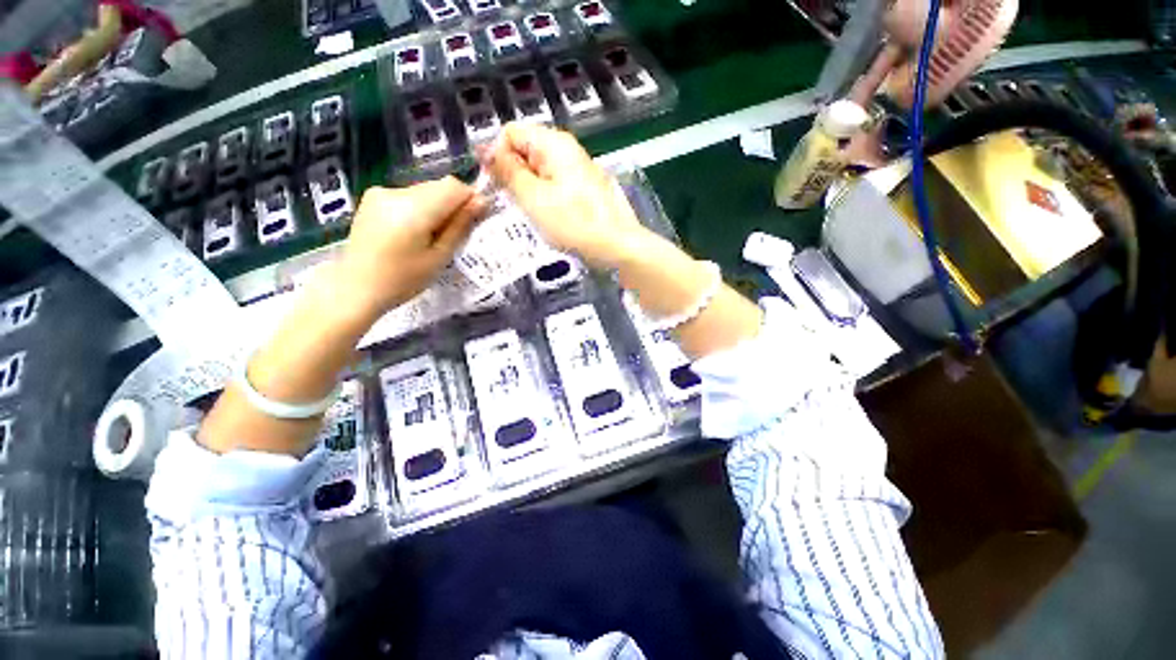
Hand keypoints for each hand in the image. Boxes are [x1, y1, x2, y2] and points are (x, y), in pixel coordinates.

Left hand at [335, 177, 485, 318]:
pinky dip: (420, 209)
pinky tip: (412, 232)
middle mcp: (395, 192)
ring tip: (429, 237)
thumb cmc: (403, 280)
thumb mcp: (440, 257)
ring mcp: (381, 192)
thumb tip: (482, 201)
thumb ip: (460, 226)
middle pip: (439, 187)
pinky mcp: (373, 197)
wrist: (355, 287)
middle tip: (451, 236)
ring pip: (425, 191)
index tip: (474, 220)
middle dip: (452, 206)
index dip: (469, 199)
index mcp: (413, 209)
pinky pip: (410, 195)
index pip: (453, 186)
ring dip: (437, 208)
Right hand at [482, 123, 653, 268]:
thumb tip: (485, 149)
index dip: (497, 155)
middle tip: (515, 203)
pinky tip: (550, 217)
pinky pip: (557, 184)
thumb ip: (508, 171)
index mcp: (553, 143)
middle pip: (527, 151)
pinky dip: (547, 197)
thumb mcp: (533, 197)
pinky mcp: (587, 188)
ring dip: (530, 189)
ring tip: (534, 213)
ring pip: (541, 171)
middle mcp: (567, 149)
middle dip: (514, 174)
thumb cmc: (573, 222)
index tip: (495, 185)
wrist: (617, 245)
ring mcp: (580, 169)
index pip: (510, 132)